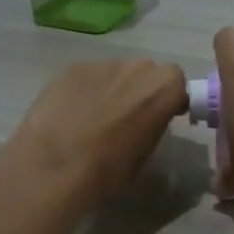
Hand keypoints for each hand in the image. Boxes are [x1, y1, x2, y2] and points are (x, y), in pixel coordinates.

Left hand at [8, 56, 188, 201]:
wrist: (56, 166)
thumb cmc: (110, 169)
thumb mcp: (146, 153)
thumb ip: (153, 126)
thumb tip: (146, 122)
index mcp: (164, 88)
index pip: (177, 83)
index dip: (168, 99)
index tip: (160, 116)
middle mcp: (138, 67)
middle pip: (146, 72)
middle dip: (140, 89)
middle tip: (127, 116)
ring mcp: (103, 63)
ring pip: (115, 72)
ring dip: (112, 88)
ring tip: (93, 117)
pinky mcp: (72, 67)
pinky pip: (87, 76)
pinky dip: (84, 90)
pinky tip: (70, 114)